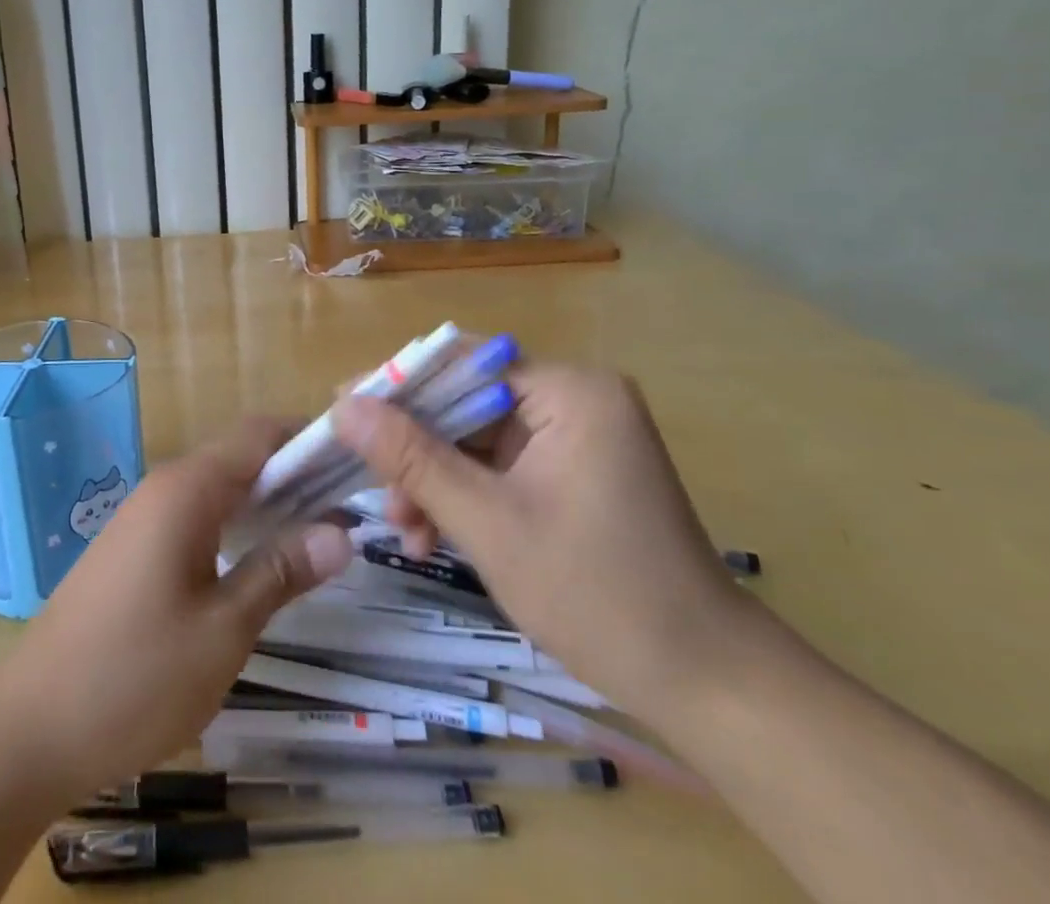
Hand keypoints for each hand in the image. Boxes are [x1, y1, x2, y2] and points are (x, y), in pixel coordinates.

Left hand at [0, 418, 352, 798]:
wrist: (28, 726)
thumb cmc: (134, 676)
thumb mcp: (223, 630)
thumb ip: (281, 571)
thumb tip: (342, 531)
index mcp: (187, 489)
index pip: (260, 434)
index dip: (310, 437)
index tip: (358, 459)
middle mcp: (164, 487)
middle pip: (241, 457)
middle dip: (297, 474)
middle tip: (353, 507)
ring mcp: (143, 517)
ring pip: (219, 488)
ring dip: (268, 502)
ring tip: (321, 535)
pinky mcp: (133, 548)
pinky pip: (196, 515)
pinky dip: (236, 525)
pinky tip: (260, 562)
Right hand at [334, 364, 744, 715]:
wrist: (708, 688)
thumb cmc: (599, 596)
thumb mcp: (489, 524)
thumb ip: (412, 458)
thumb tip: (343, 406)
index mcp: (569, 391)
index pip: (461, 363)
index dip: (398, 384)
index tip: (341, 411)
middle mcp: (575, 399)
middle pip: (466, 403)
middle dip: (416, 449)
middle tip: (373, 489)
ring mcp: (577, 437)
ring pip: (477, 440)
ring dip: (435, 480)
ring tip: (406, 531)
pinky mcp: (575, 472)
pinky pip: (501, 467)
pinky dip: (466, 496)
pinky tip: (436, 538)